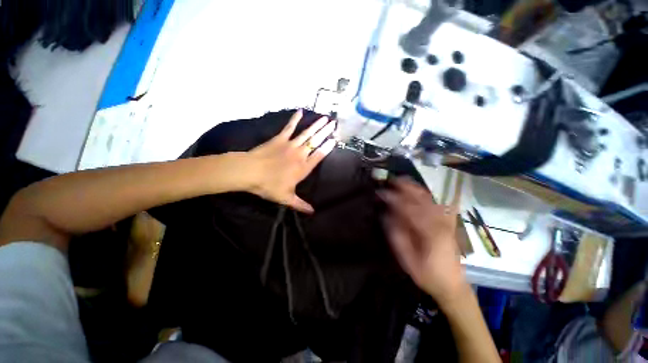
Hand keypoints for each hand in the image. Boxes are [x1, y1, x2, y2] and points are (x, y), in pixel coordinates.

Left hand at [245, 110, 336, 212]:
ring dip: (316, 126)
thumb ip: (300, 205)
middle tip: (334, 124)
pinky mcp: (280, 139)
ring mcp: (290, 145)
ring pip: (306, 133)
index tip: (335, 140)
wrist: (250, 172)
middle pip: (315, 142)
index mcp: (303, 168)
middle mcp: (300, 154)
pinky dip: (294, 119)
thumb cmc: (269, 186)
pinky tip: (300, 111)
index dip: (327, 148)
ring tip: (325, 118)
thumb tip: (313, 212)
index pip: (319, 156)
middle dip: (325, 132)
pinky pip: (289, 127)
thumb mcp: (286, 198)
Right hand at [380, 178, 467, 305]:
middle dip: (405, 187)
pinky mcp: (446, 222)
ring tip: (401, 180)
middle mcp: (439, 222)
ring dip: (414, 187)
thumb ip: (396, 236)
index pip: (408, 208)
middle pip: (421, 198)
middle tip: (391, 180)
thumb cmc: (427, 274)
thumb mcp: (407, 259)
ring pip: (428, 198)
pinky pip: (434, 203)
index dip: (393, 198)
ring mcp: (445, 221)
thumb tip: (386, 215)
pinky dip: (423, 194)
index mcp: (429, 232)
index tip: (381, 192)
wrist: (452, 284)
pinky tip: (416, 191)